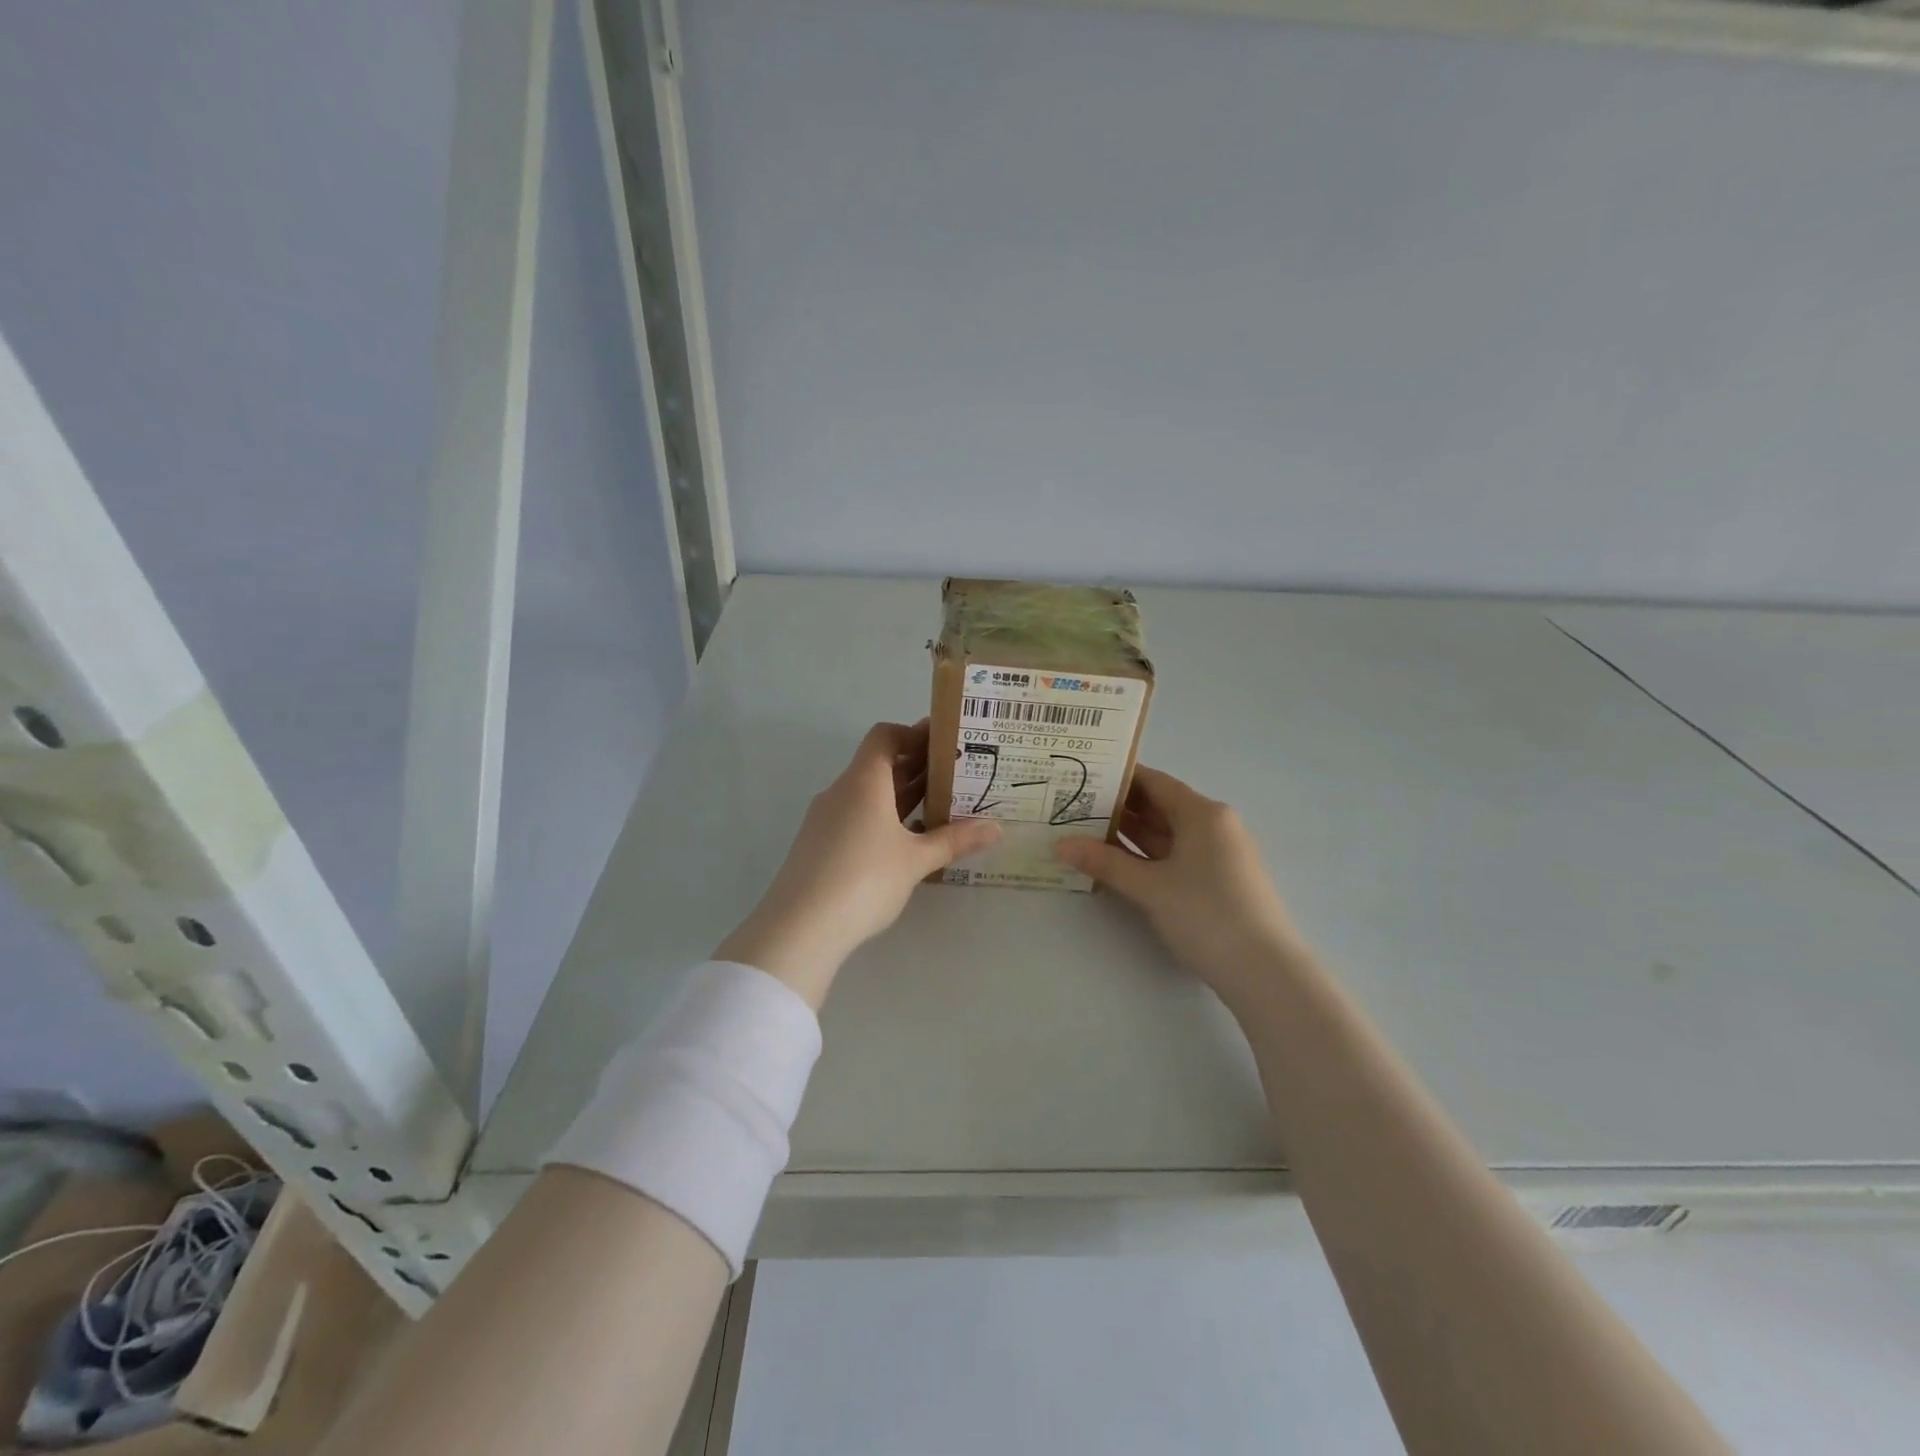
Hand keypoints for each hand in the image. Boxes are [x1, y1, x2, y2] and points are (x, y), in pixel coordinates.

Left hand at [715, 721, 1000, 1008]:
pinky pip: (857, 817)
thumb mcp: (916, 860)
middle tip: (956, 774)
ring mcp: (826, 818)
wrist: (799, 927)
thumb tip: (996, 828)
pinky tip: (908, 840)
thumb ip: (955, 840)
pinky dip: (884, 818)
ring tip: (940, 805)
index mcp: (863, 781)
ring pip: (868, 794)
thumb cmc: (864, 880)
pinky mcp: (819, 844)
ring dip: (901, 795)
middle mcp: (841, 791)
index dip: (914, 733)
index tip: (945, 744)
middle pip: (879, 764)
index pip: (885, 736)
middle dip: (916, 766)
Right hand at [1054, 765, 1310, 1008]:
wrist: (1265, 972)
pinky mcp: (1218, 883)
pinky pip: (1175, 858)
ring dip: (1130, 836)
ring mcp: (1218, 856)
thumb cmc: (1207, 914)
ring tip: (1084, 833)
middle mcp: (1214, 826)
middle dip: (1119, 808)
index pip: (1155, 782)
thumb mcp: (1150, 887)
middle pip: (1160, 807)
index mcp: (1203, 814)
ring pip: (1167, 835)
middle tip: (1073, 806)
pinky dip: (1146, 858)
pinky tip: (1116, 865)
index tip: (1082, 776)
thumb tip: (1061, 844)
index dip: (1119, 778)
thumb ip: (1105, 862)